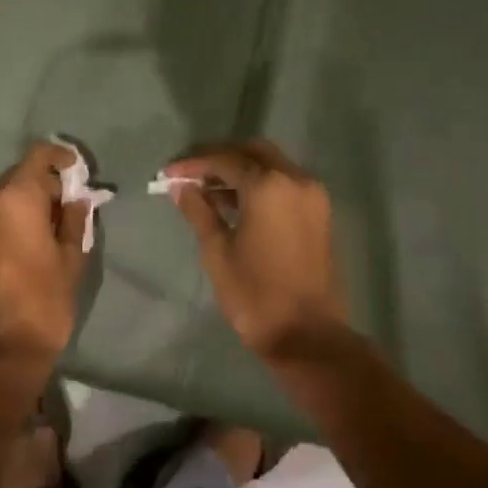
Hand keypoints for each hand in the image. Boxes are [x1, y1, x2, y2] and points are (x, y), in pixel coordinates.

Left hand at [0, 141, 89, 357]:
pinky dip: (7, 219)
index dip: (60, 157)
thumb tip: (75, 199)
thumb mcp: (72, 259)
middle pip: (18, 176)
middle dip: (43, 184)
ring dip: (24, 203)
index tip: (76, 170)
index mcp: (16, 199)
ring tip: (45, 228)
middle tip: (66, 205)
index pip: (38, 156)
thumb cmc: (44, 302)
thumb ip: (73, 219)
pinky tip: (23, 244)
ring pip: (1, 197)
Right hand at [162, 140, 346, 356]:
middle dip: (220, 158)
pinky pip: (285, 184)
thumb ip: (199, 211)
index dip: (194, 164)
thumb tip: (181, 187)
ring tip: (206, 191)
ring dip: (240, 171)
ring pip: (271, 166)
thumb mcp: (217, 251)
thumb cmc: (255, 294)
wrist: (307, 335)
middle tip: (190, 175)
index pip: (225, 159)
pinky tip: (234, 204)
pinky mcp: (319, 214)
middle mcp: (296, 180)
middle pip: (253, 152)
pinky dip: (260, 185)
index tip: (168, 172)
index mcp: (269, 186)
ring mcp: (312, 196)